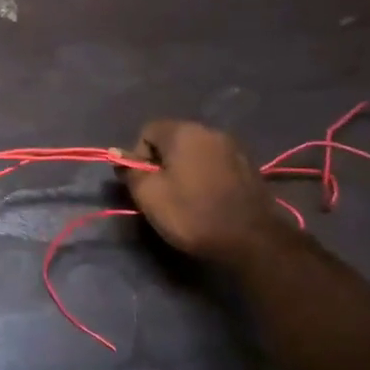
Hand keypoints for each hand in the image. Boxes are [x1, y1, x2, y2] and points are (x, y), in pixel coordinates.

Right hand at [119, 120, 281, 262]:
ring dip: (184, 168)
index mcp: (183, 132)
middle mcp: (209, 131)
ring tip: (186, 198)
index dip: (138, 156)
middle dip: (161, 162)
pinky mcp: (248, 165)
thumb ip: (131, 171)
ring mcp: (232, 146)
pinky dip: (205, 175)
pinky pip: (214, 162)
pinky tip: (208, 198)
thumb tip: (117, 153)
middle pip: (172, 139)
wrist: (251, 239)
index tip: (144, 183)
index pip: (147, 131)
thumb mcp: (150, 196)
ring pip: (194, 151)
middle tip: (162, 193)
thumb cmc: (193, 214)